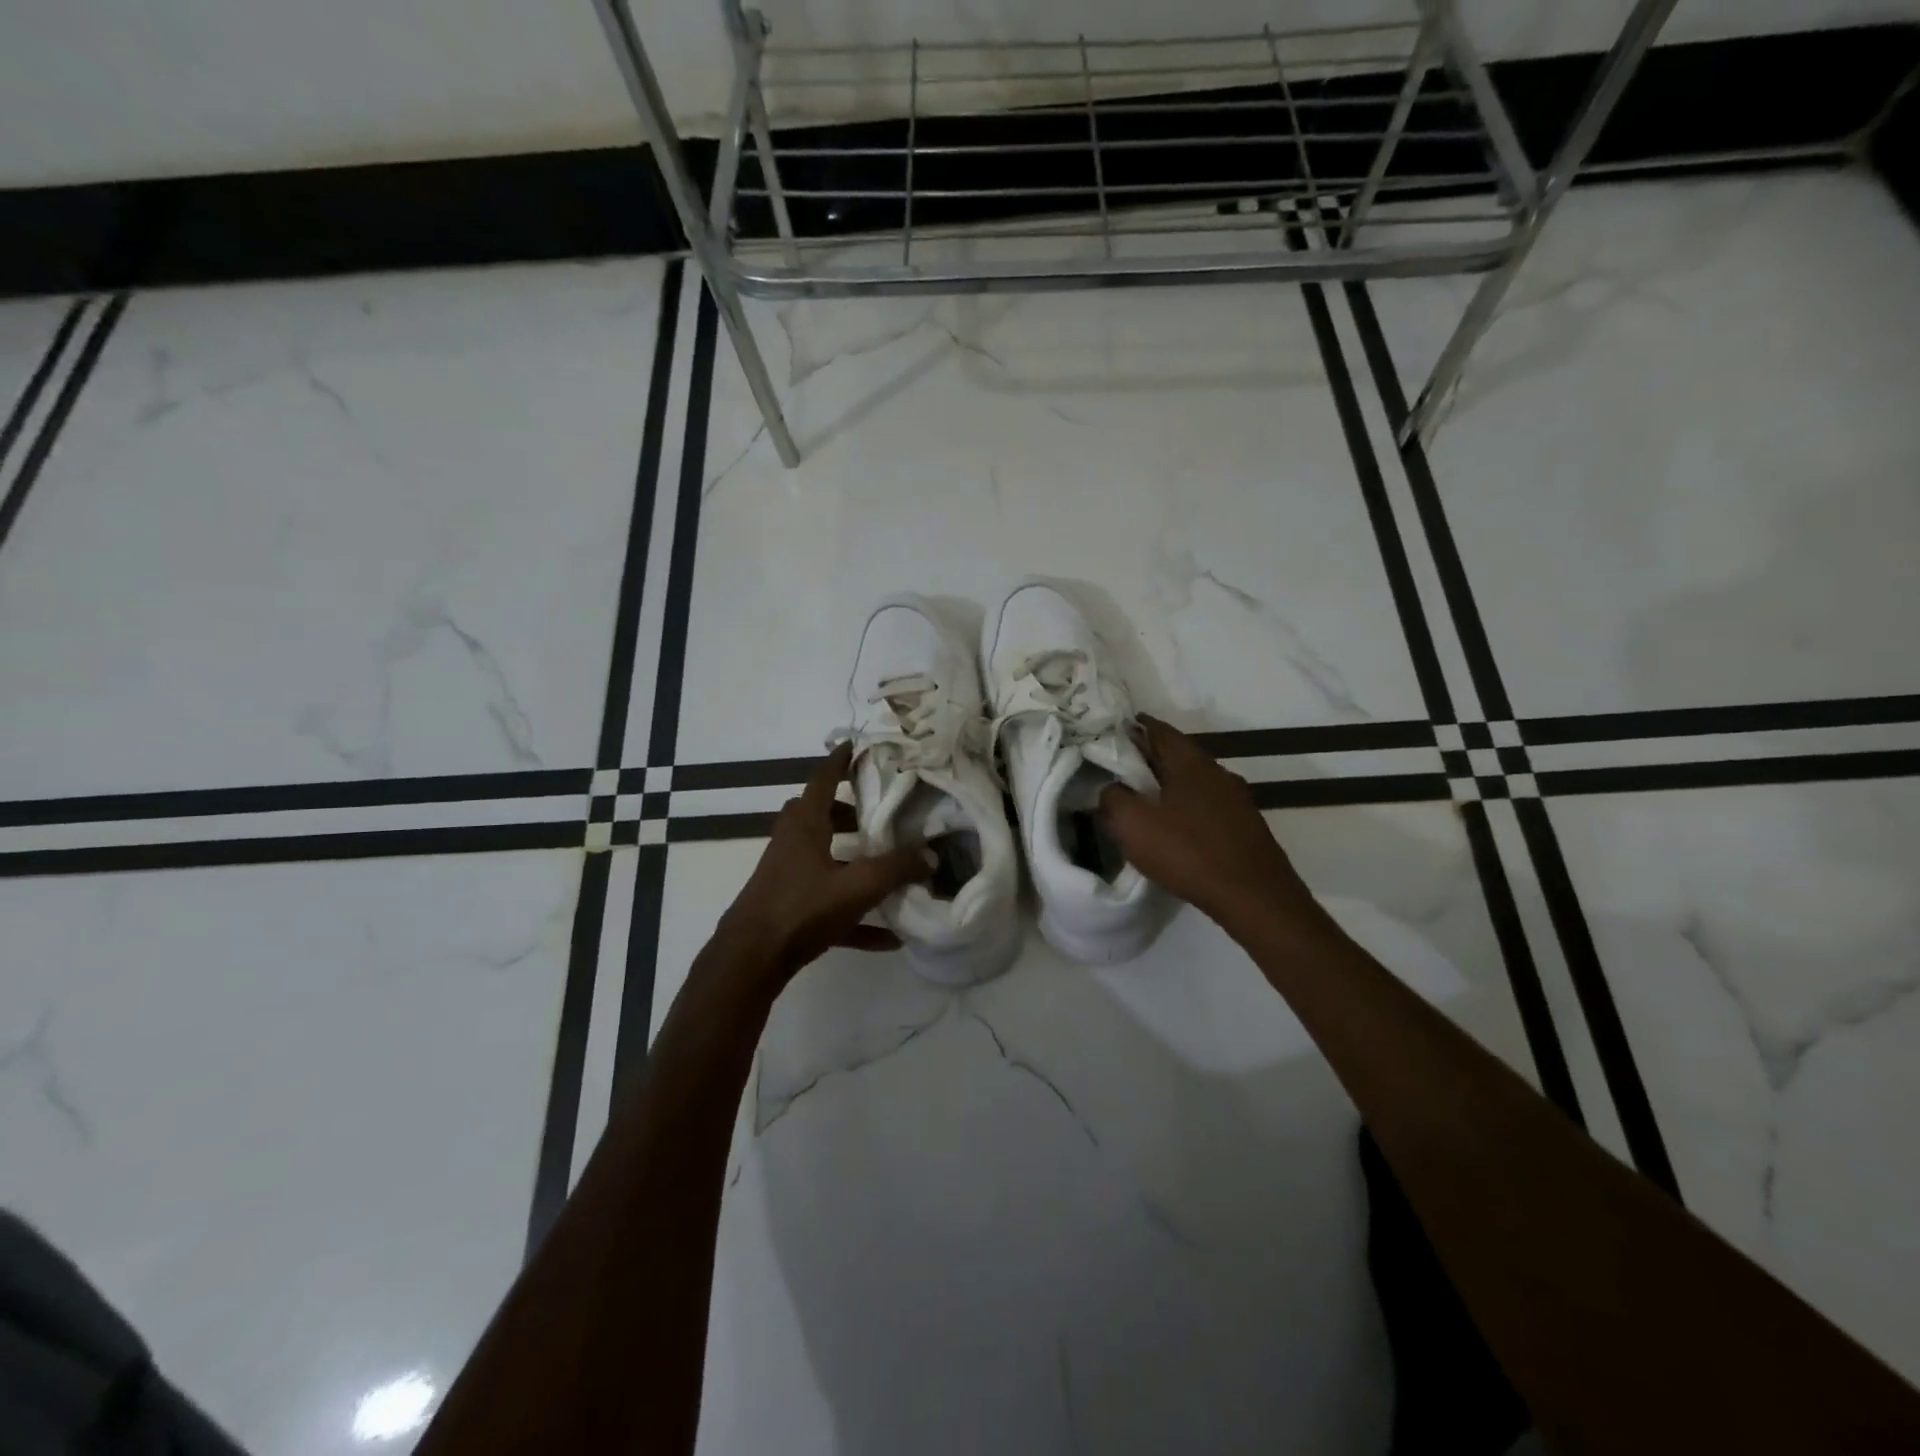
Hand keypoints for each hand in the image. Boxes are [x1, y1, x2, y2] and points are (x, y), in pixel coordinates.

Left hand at [712, 742, 928, 985]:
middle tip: (881, 814)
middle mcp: (793, 843)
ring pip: (824, 857)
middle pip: (821, 815)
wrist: (751, 960)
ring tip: (887, 864)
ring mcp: (788, 876)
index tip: (857, 744)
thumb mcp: (857, 886)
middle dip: (851, 812)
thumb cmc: (801, 908)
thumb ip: (896, 869)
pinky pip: (828, 902)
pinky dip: (855, 913)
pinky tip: (886, 936)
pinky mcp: (789, 909)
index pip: (824, 779)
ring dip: (852, 859)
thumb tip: (931, 855)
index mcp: (805, 824)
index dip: (841, 760)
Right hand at [1099, 715, 1320, 934]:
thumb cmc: (1189, 853)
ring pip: (1192, 781)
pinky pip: (1206, 805)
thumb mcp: (1133, 825)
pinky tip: (1173, 827)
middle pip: (1176, 755)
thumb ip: (1113, 798)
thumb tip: (1111, 788)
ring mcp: (1236, 799)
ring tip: (1141, 799)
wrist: (1255, 897)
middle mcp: (1217, 772)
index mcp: (1190, 762)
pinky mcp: (1244, 826)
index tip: (1111, 730)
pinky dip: (1184, 807)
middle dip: (1147, 757)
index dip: (1133, 726)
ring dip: (1167, 785)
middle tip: (1118, 767)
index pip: (1158, 729)